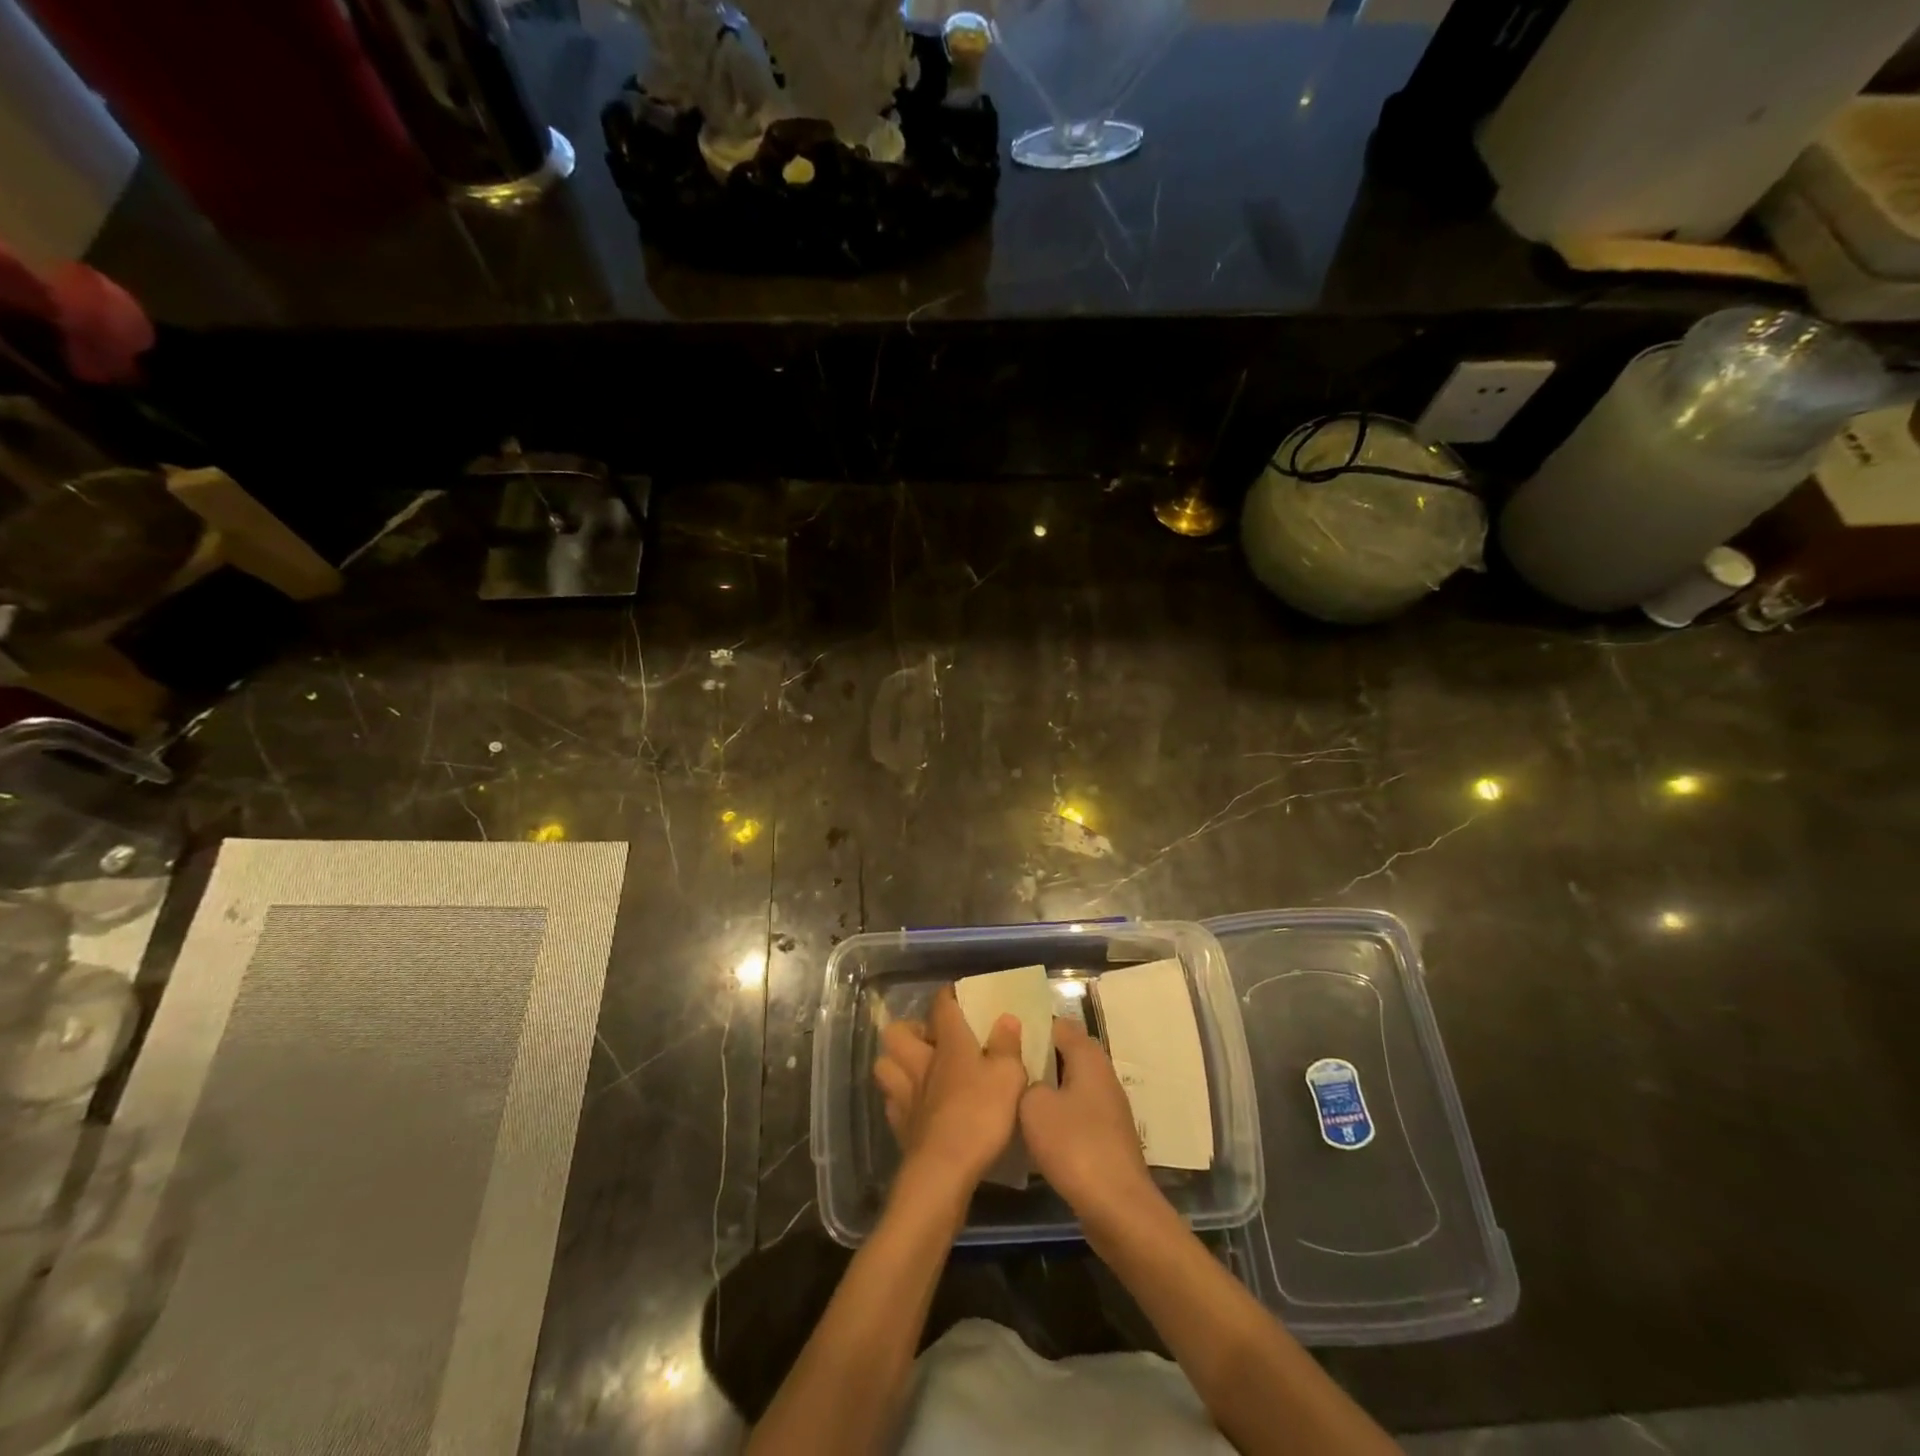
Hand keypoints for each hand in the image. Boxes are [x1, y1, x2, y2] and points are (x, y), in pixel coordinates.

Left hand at [873, 985, 1027, 1190]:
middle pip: (897, 1032)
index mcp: (949, 1044)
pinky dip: (899, 1099)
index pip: (942, 1006)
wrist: (944, 1170)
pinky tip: (915, 1105)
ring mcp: (905, 1094)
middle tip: (931, 1039)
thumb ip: (1007, 1045)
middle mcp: (921, 1062)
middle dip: (909, 1029)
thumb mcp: (1009, 1077)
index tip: (956, 994)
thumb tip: (1006, 1018)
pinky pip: (891, 1101)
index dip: (947, 996)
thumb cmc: (980, 1115)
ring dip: (897, 1062)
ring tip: (917, 1069)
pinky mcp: (899, 1126)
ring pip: (885, 1064)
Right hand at [1020, 1016, 1157, 1221]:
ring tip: (1013, 1097)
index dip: (1033, 1026)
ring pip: (1072, 1086)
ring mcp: (1109, 1109)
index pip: (1060, 1025)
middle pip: (1067, 1055)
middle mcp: (1103, 1076)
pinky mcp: (1108, 1138)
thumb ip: (1026, 1082)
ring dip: (1047, 1090)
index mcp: (1089, 1057)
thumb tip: (1031, 1082)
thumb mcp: (1034, 1107)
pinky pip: (1077, 1114)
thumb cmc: (1074, 1145)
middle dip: (1038, 1059)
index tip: (1006, 1035)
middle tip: (1005, 1066)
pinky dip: (1058, 1117)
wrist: (1118, 1208)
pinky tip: (1035, 1132)